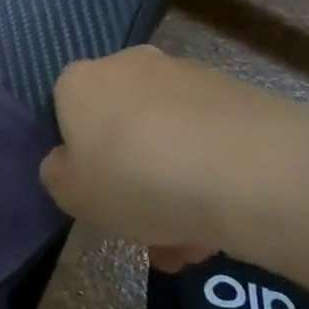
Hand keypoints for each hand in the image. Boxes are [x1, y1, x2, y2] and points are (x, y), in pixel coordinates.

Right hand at [39, 46, 308, 258]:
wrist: (250, 171)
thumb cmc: (137, 179)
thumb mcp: (71, 194)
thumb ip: (59, 174)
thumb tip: (69, 162)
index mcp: (80, 81)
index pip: (65, 110)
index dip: (78, 156)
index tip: (96, 194)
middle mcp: (129, 64)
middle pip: (120, 124)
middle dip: (131, 174)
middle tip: (145, 226)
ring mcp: (186, 75)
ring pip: (167, 137)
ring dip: (173, 183)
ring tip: (193, 243)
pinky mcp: (237, 93)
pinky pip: (208, 140)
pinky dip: (209, 175)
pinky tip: (223, 223)